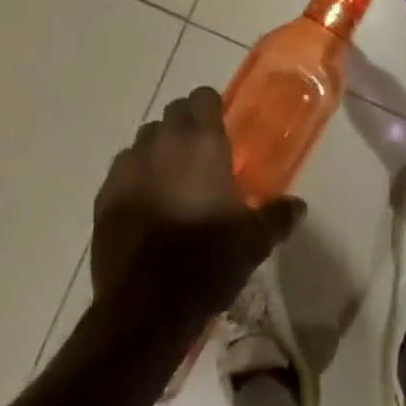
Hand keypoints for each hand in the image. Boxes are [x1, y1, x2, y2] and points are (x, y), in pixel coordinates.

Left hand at [91, 87, 305, 319]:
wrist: (145, 308)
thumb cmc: (207, 263)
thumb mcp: (252, 242)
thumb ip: (276, 216)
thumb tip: (299, 206)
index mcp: (203, 141)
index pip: (204, 96)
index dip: (211, 108)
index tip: (220, 129)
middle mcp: (165, 140)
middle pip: (174, 111)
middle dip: (185, 124)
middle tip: (198, 155)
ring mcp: (131, 164)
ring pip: (145, 137)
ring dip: (158, 148)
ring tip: (169, 179)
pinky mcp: (106, 192)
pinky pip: (122, 168)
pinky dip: (134, 176)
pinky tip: (143, 203)